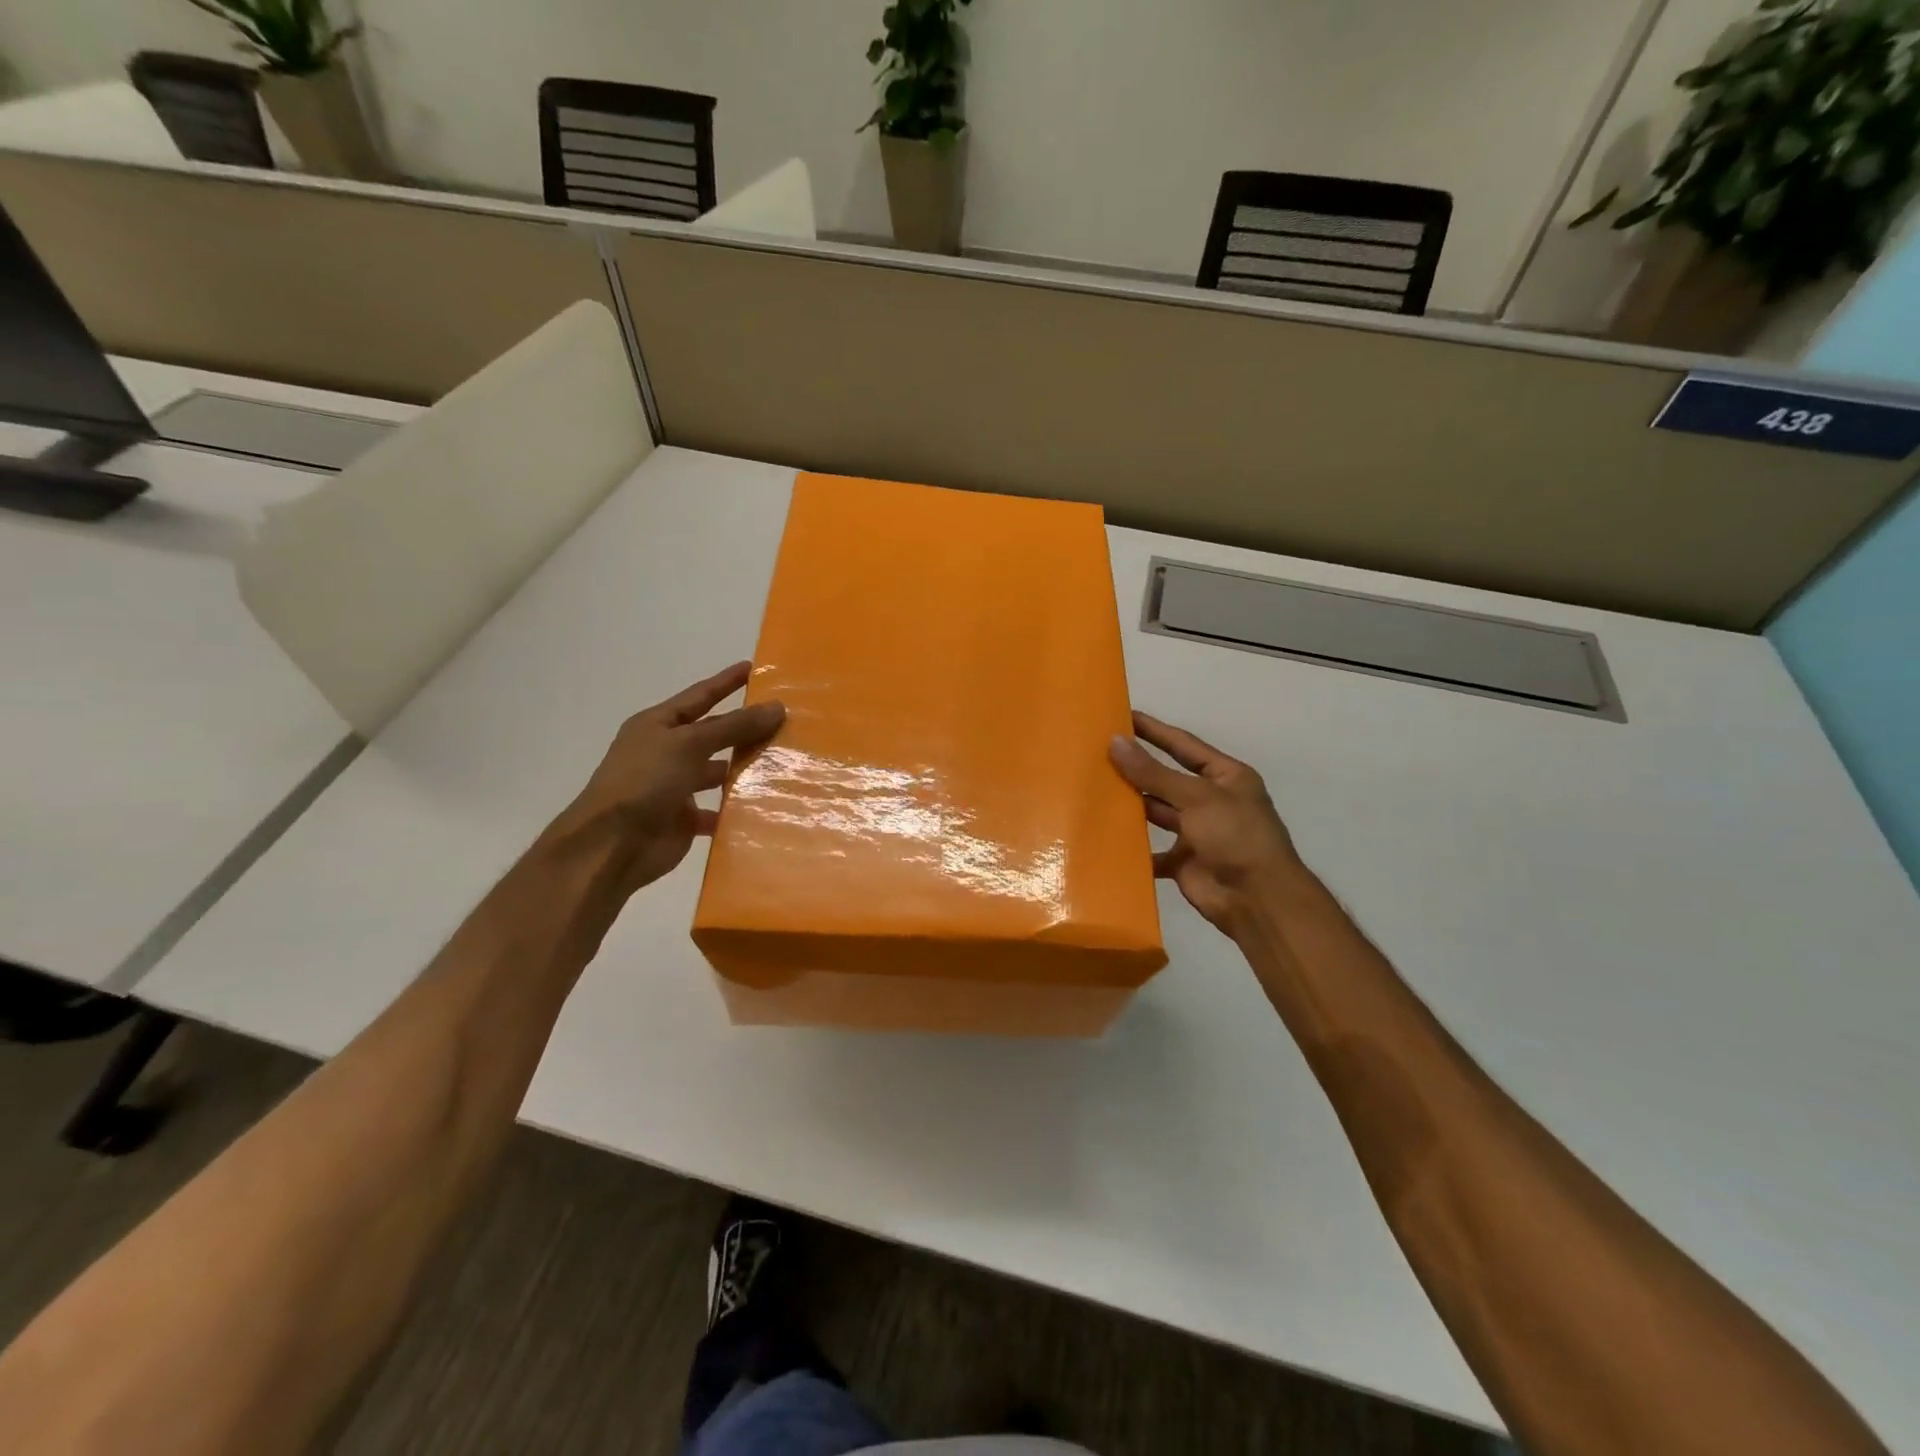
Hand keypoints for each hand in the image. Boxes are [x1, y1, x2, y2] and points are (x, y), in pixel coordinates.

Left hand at [558, 662, 784, 894]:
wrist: (611, 846)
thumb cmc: (645, 781)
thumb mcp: (690, 744)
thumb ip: (734, 726)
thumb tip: (777, 706)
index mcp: (658, 726)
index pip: (699, 696)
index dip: (726, 682)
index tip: (754, 668)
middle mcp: (665, 752)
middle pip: (712, 734)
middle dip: (743, 728)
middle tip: (784, 720)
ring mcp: (674, 787)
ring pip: (717, 772)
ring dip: (744, 769)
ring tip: (783, 762)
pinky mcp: (683, 820)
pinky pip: (717, 810)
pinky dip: (737, 808)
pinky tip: (766, 804)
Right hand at [1109, 712, 1309, 937]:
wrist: (1257, 900)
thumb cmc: (1235, 836)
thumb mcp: (1196, 797)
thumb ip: (1153, 773)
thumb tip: (1115, 742)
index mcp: (1225, 777)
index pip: (1184, 745)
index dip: (1154, 731)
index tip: (1123, 715)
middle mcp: (1211, 801)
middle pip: (1167, 779)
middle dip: (1137, 768)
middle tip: (1097, 753)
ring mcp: (1197, 833)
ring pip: (1157, 813)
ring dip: (1131, 804)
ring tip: (1093, 789)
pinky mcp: (1184, 862)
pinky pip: (1152, 851)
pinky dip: (1132, 848)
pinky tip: (1104, 836)